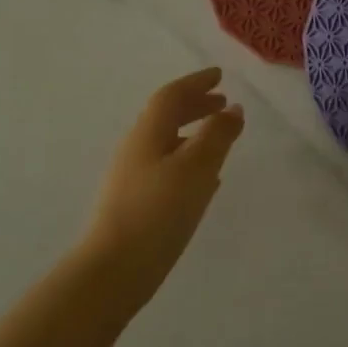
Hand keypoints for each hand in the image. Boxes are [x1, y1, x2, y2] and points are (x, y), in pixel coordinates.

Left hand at [76, 67, 244, 315]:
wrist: (114, 270)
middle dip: (195, 106)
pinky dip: (188, 162)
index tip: (220, 76)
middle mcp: (136, 150)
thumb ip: (217, 135)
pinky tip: (204, 181)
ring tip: (218, 139)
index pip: (172, 96)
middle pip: (166, 117)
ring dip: (193, 134)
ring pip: (167, 144)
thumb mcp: (197, 168)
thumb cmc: (159, 212)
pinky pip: (166, 169)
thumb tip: (233, 109)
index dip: (196, 83)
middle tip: (222, 103)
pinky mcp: (135, 205)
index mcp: (148, 134)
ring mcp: (132, 178)